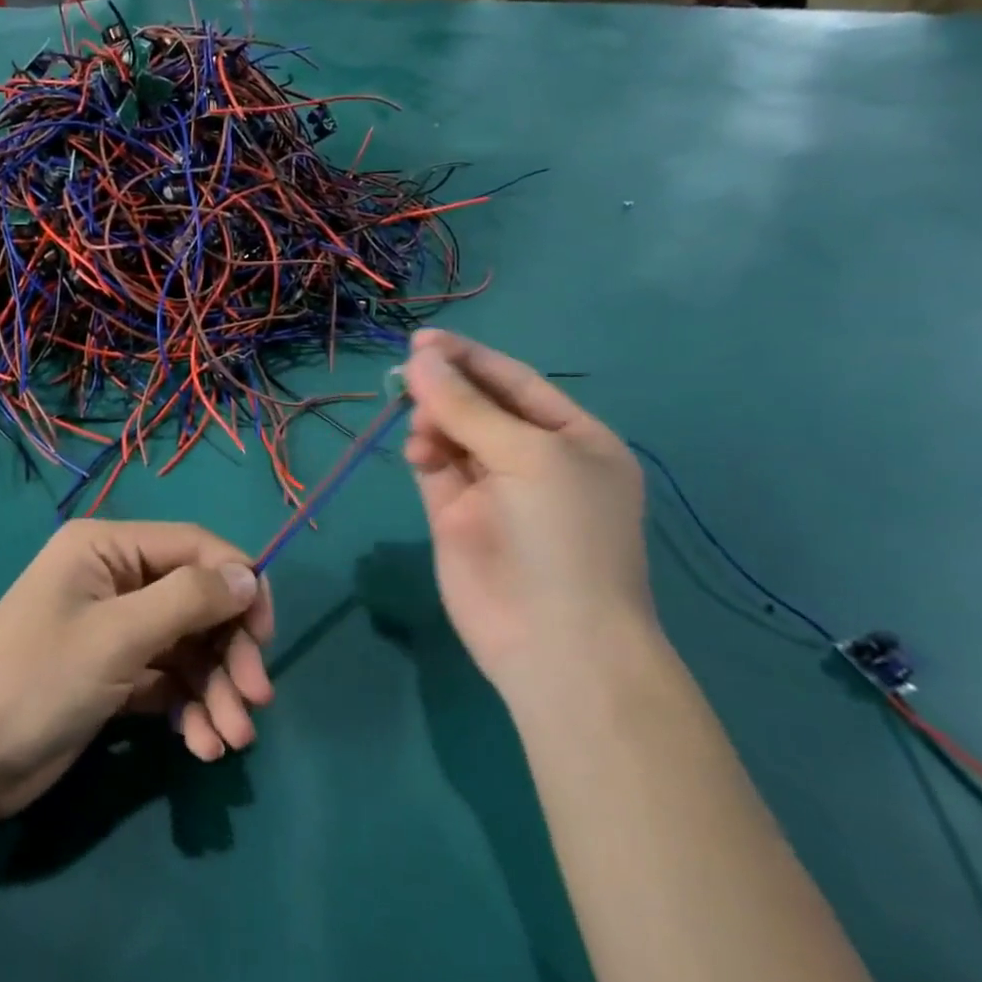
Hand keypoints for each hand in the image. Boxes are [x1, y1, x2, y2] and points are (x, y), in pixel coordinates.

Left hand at [0, 519, 274, 816]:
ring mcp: (115, 628)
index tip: (266, 636)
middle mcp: (115, 578)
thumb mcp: (117, 637)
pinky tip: (202, 745)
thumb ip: (188, 600)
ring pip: (188, 647)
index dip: (239, 585)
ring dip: (216, 690)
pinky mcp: (114, 673)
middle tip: (256, 700)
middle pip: (197, 602)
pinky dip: (190, 709)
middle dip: (229, 651)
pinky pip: (168, 679)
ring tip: (230, 740)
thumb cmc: (37, 681)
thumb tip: (249, 574)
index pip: (195, 547)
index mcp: (107, 547)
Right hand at [401, 330, 652, 687]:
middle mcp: (534, 458)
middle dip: (446, 387)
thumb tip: (419, 359)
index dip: (471, 358)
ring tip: (421, 429)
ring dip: (433, 420)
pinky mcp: (456, 516)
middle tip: (408, 374)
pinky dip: (424, 452)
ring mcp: (493, 488)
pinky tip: (419, 451)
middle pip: (480, 405)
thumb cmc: (561, 535)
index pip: (516, 382)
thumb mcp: (527, 456)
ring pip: (452, 434)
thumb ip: (467, 406)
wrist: (553, 642)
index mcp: (573, 438)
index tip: (423, 340)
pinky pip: (436, 467)